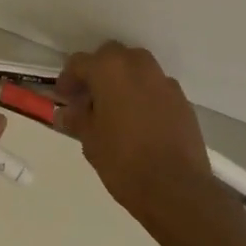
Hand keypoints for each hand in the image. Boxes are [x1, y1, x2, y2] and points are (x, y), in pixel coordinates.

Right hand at [56, 43, 225, 238]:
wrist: (177, 188)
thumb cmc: (124, 161)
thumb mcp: (90, 141)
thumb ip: (76, 119)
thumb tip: (65, 113)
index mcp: (109, 69)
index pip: (80, 62)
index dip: (68, 79)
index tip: (64, 98)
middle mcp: (137, 65)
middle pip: (111, 57)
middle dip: (98, 72)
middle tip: (89, 99)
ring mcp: (163, 80)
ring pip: (136, 68)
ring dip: (123, 81)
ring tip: (116, 110)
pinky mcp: (181, 99)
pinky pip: (156, 88)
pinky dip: (144, 96)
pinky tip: (141, 122)